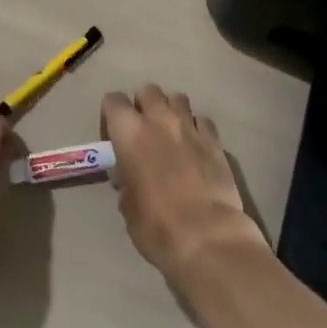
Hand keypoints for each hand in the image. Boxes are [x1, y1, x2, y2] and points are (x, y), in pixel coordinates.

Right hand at [102, 85, 265, 286]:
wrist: (206, 237)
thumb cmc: (156, 225)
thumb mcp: (127, 206)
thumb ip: (126, 180)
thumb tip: (129, 174)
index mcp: (130, 132)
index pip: (113, 100)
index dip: (111, 115)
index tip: (114, 137)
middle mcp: (159, 120)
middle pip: (148, 90)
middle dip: (143, 104)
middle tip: (144, 130)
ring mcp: (190, 126)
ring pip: (177, 98)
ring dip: (171, 110)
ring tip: (171, 133)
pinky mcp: (215, 140)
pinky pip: (202, 120)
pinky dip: (196, 127)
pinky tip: (196, 146)